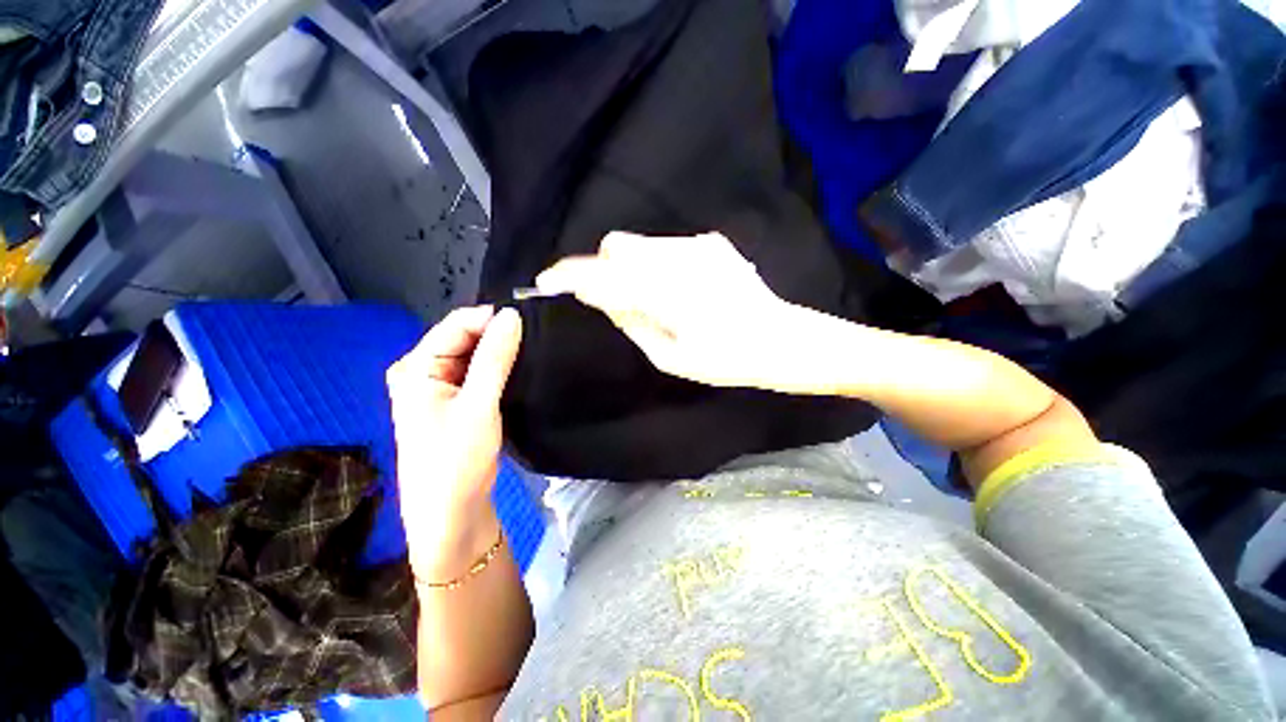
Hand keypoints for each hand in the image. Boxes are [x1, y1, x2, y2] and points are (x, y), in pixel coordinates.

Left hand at [387, 306, 521, 580]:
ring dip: (502, 353)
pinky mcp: (457, 400)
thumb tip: (512, 316)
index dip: (493, 319)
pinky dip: (500, 369)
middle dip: (499, 336)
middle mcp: (423, 370)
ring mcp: (440, 386)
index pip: (457, 325)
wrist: (451, 514)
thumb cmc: (456, 461)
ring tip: (534, 352)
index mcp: (416, 367)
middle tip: (537, 339)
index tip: (531, 323)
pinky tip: (522, 370)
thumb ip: (495, 358)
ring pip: (476, 355)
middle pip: (466, 338)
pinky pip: (480, 373)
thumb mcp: (479, 405)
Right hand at [536, 231, 825, 392]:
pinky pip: (667, 248)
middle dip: (603, 267)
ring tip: (651, 297)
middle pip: (617, 245)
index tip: (548, 281)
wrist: (782, 340)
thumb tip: (604, 298)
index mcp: (666, 293)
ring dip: (631, 266)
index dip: (570, 275)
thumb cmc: (726, 360)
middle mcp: (678, 258)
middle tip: (611, 297)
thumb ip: (631, 322)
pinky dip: (657, 264)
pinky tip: (678, 289)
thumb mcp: (670, 356)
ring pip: (641, 244)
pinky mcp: (713, 244)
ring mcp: (698, 246)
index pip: (603, 274)